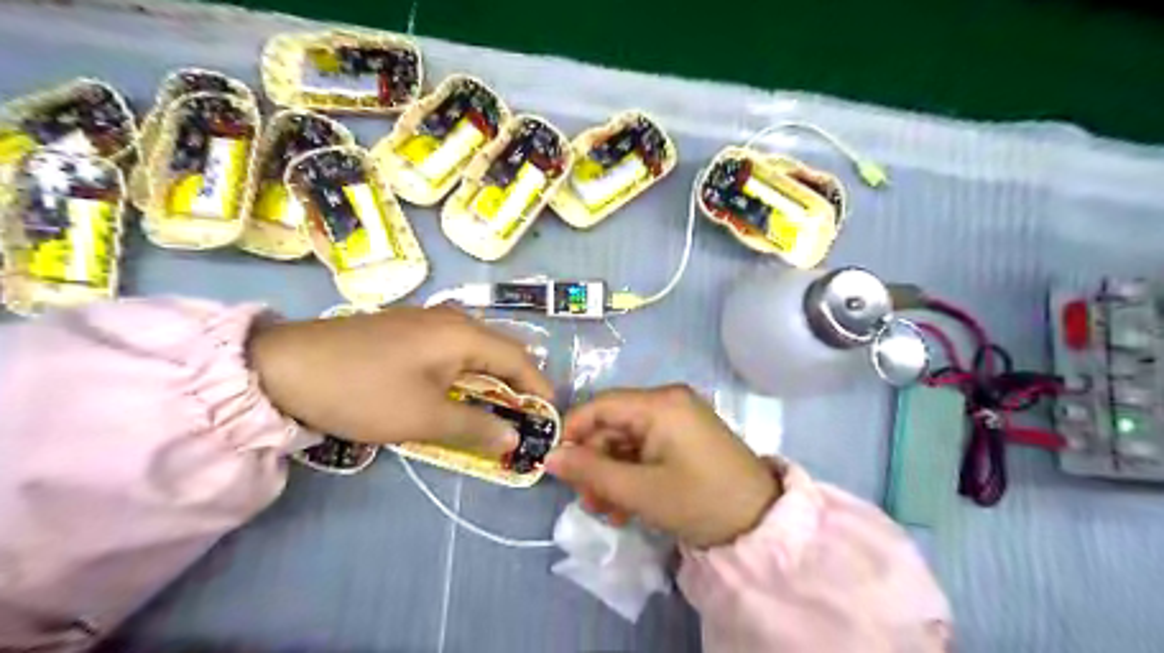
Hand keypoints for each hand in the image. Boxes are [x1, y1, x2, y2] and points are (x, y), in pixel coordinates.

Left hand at [250, 307, 551, 452]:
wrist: (284, 366)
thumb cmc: (364, 391)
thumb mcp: (424, 417)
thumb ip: (475, 426)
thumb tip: (512, 438)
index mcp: (463, 334)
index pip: (519, 358)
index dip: (538, 387)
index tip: (549, 414)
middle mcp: (452, 319)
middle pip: (500, 350)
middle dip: (516, 383)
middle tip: (522, 416)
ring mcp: (426, 320)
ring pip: (475, 350)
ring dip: (489, 379)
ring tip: (494, 409)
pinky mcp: (406, 329)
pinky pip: (451, 349)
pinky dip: (465, 372)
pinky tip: (455, 392)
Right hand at [542, 384, 775, 547]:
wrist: (761, 523)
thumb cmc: (699, 501)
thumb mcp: (640, 490)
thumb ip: (591, 472)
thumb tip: (550, 458)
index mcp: (659, 404)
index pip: (600, 405)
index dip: (573, 431)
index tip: (555, 464)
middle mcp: (668, 402)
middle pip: (613, 425)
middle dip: (595, 463)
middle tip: (586, 500)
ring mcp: (678, 419)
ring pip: (627, 441)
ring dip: (611, 474)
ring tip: (606, 511)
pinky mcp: (685, 438)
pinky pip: (646, 449)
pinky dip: (632, 474)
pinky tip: (626, 507)